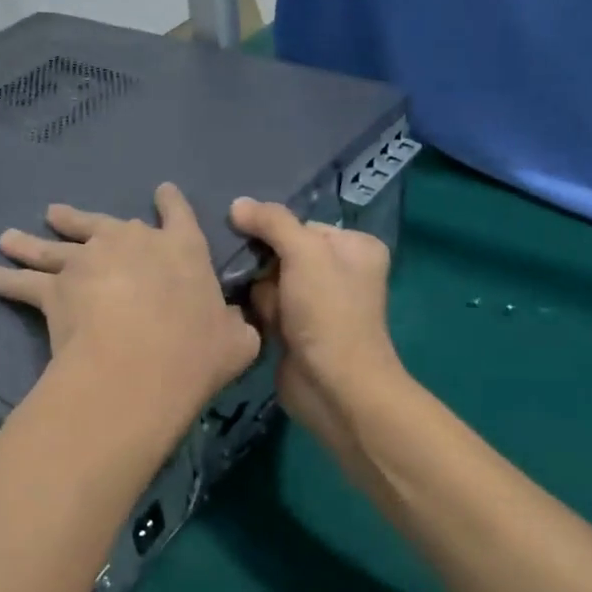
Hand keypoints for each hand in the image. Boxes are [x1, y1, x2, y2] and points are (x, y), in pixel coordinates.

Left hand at [0, 182, 260, 414]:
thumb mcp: (237, 340)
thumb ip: (236, 325)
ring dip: (31, 242)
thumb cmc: (195, 351)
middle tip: (56, 214)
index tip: (162, 191)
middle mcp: (131, 242)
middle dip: (79, 219)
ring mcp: (88, 259)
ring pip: (54, 245)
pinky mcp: (54, 286)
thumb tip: (237, 324)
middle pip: (102, 223)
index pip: (178, 214)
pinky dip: (4, 280)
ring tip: (10, 237)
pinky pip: (23, 282)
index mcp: (181, 248)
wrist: (139, 363)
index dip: (170, 202)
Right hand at [228, 198, 402, 450]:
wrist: (334, 387)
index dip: (273, 231)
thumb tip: (236, 204)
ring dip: (257, 290)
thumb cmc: (328, 312)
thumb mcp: (304, 253)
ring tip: (249, 301)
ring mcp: (317, 303)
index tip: (244, 236)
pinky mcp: (296, 330)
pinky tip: (247, 316)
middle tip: (246, 273)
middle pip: (282, 251)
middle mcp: (339, 272)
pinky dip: (256, 311)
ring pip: (269, 279)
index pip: (300, 224)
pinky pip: (266, 306)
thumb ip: (272, 222)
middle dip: (262, 264)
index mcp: (354, 247)